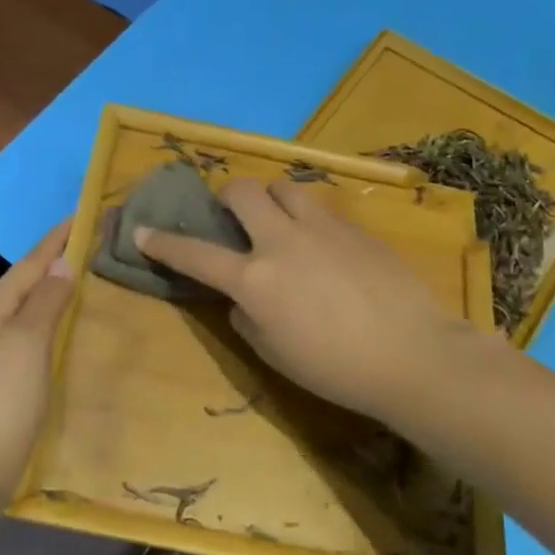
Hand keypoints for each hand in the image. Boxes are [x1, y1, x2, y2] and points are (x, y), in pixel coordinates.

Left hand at [0, 222, 73, 499]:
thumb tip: (63, 263)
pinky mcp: (3, 381)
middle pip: (29, 282)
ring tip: (91, 277)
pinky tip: (72, 329)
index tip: (87, 212)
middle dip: (59, 259)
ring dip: (58, 290)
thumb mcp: (24, 345)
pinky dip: (56, 323)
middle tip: (97, 243)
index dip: (58, 237)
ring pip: (31, 309)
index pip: (31, 262)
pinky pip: (34, 336)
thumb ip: (45, 302)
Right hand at [136, 178, 495, 425]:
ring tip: (281, 222)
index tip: (141, 231)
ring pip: (284, 185)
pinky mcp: (355, 226)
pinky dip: (308, 216)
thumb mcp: (275, 355)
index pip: (195, 254)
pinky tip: (324, 244)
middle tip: (234, 216)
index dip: (162, 243)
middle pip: (241, 190)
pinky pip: (321, 206)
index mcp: (254, 280)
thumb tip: (243, 298)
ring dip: (272, 198)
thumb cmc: (336, 369)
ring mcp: (322, 227)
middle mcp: (281, 241)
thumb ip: (247, 319)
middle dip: (227, 197)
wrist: (413, 355)